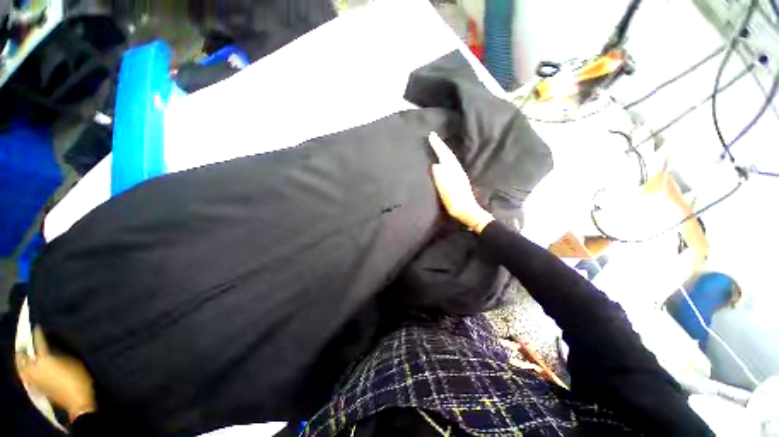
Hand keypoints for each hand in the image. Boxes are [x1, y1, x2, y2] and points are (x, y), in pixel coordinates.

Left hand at [16, 327, 96, 422]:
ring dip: (20, 359)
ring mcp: (32, 379)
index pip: (38, 342)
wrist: (77, 399)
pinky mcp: (34, 386)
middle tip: (25, 341)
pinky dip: (23, 369)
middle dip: (22, 348)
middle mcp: (34, 367)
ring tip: (23, 354)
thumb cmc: (77, 377)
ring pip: (20, 367)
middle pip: (22, 356)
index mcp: (43, 359)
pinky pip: (24, 375)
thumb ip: (58, 353)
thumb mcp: (71, 361)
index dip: (37, 333)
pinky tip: (27, 368)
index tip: (36, 326)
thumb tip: (50, 344)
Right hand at [428, 132, 493, 232]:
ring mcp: (459, 175)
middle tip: (434, 137)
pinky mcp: (458, 181)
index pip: (444, 155)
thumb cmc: (455, 202)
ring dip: (444, 151)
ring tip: (438, 147)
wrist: (467, 212)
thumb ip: (441, 178)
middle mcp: (457, 171)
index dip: (438, 145)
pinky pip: (451, 165)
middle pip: (449, 155)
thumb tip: (435, 165)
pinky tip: (444, 162)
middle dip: (441, 145)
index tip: (431, 135)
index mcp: (453, 171)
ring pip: (450, 159)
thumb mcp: (447, 191)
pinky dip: (446, 159)